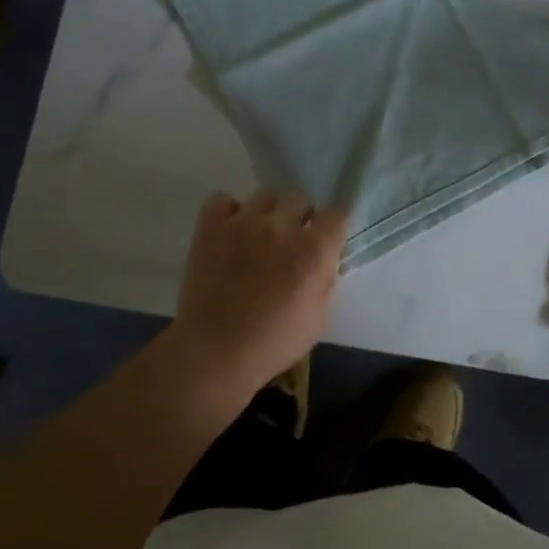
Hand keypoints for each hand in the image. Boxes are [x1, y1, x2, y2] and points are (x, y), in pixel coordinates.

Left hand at [170, 188, 349, 392]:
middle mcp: (281, 227)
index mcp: (314, 250)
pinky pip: (223, 199)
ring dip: (269, 213)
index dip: (334, 225)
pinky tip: (230, 231)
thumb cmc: (273, 343)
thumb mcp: (319, 318)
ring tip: (260, 235)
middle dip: (301, 216)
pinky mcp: (211, 227)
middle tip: (292, 240)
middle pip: (300, 197)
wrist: (214, 353)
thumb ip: (327, 280)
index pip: (338, 213)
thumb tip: (326, 260)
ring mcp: (243, 223)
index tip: (328, 239)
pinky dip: (229, 210)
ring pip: (265, 195)